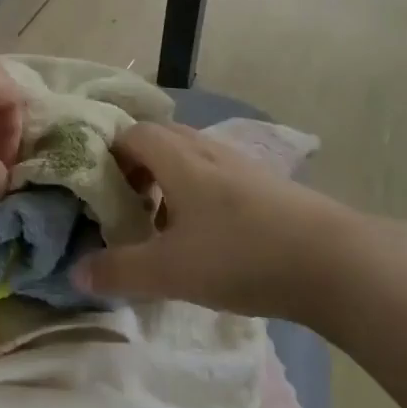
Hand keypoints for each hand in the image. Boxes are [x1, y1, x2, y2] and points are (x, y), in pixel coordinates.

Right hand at [71, 122, 350, 318]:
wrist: (331, 261)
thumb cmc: (240, 255)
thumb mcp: (170, 270)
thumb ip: (119, 271)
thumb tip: (75, 273)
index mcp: (177, 157)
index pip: (131, 134)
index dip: (108, 155)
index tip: (98, 191)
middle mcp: (206, 149)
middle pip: (160, 140)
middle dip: (136, 168)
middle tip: (125, 206)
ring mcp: (240, 164)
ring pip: (189, 158)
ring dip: (168, 182)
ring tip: (162, 226)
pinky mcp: (265, 184)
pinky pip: (215, 175)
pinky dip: (197, 194)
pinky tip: (206, 236)